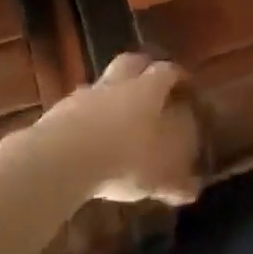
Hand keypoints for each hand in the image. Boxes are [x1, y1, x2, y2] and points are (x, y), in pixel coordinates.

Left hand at [35, 53, 202, 204]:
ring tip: (118, 115)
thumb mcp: (158, 177)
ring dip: (112, 94)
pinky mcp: (59, 111)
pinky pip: (80, 107)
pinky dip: (88, 116)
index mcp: (148, 89)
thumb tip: (193, 191)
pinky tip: (90, 136)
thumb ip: (176, 183)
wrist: (62, 159)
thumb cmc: (123, 159)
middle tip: (152, 83)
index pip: (168, 71)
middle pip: (132, 62)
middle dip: (143, 69)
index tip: (186, 85)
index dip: (179, 76)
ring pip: (103, 83)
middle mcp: (117, 83)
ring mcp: (85, 94)